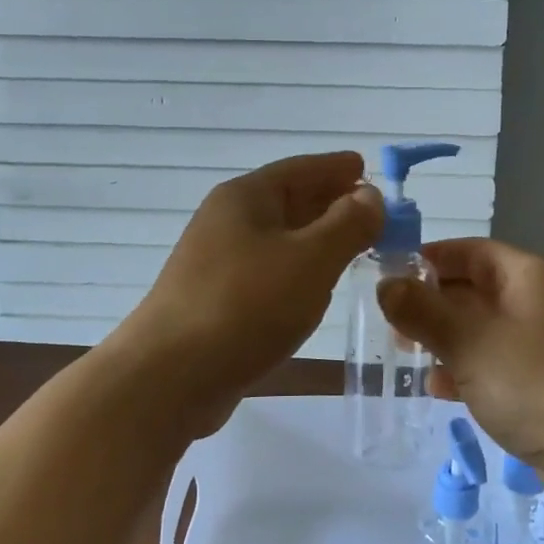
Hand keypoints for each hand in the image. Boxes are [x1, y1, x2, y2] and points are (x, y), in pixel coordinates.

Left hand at [121, 153, 382, 429]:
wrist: (170, 376)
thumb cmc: (246, 305)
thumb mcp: (311, 259)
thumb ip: (348, 224)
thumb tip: (370, 195)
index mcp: (245, 197)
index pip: (300, 169)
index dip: (336, 167)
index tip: (367, 167)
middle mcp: (227, 221)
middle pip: (288, 200)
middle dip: (331, 203)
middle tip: (374, 212)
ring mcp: (217, 262)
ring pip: (279, 239)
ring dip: (317, 239)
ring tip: (354, 247)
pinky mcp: (217, 300)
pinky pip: (268, 271)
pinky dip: (298, 270)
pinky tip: (316, 288)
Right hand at [378, 239, 543, 510]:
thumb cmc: (538, 384)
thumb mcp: (470, 342)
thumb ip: (422, 311)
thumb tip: (386, 284)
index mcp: (530, 276)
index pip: (470, 252)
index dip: (428, 259)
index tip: (388, 277)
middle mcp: (541, 302)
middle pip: (475, 290)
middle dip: (432, 305)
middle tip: (391, 325)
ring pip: (484, 330)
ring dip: (446, 340)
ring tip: (406, 355)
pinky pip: (499, 365)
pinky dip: (469, 370)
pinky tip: (440, 390)